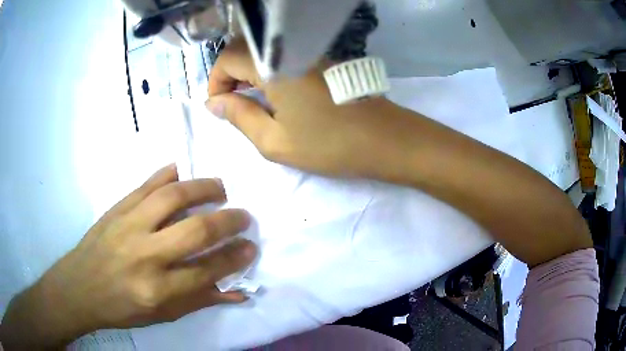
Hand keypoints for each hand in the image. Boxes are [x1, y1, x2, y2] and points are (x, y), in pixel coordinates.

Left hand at [0, 165, 256, 349]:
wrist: (80, 287)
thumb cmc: (122, 308)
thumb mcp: (162, 315)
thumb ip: (200, 301)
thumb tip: (237, 291)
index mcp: (157, 289)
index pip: (207, 271)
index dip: (234, 258)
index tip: (250, 247)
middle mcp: (145, 255)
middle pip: (195, 230)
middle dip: (228, 221)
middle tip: (244, 216)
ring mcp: (128, 225)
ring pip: (172, 197)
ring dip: (203, 187)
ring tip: (221, 188)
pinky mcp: (117, 208)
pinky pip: (147, 184)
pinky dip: (169, 173)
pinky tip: (183, 171)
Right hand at [206, 39, 416, 179]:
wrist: (386, 140)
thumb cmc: (329, 144)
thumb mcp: (274, 140)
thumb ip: (239, 116)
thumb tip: (213, 103)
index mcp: (274, 65)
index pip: (228, 58)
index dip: (215, 81)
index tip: (218, 106)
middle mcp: (291, 50)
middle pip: (246, 49)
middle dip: (230, 75)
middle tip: (231, 104)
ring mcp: (311, 52)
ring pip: (267, 52)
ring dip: (250, 73)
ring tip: (251, 102)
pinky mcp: (324, 61)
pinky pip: (286, 57)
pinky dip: (271, 72)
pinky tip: (276, 95)